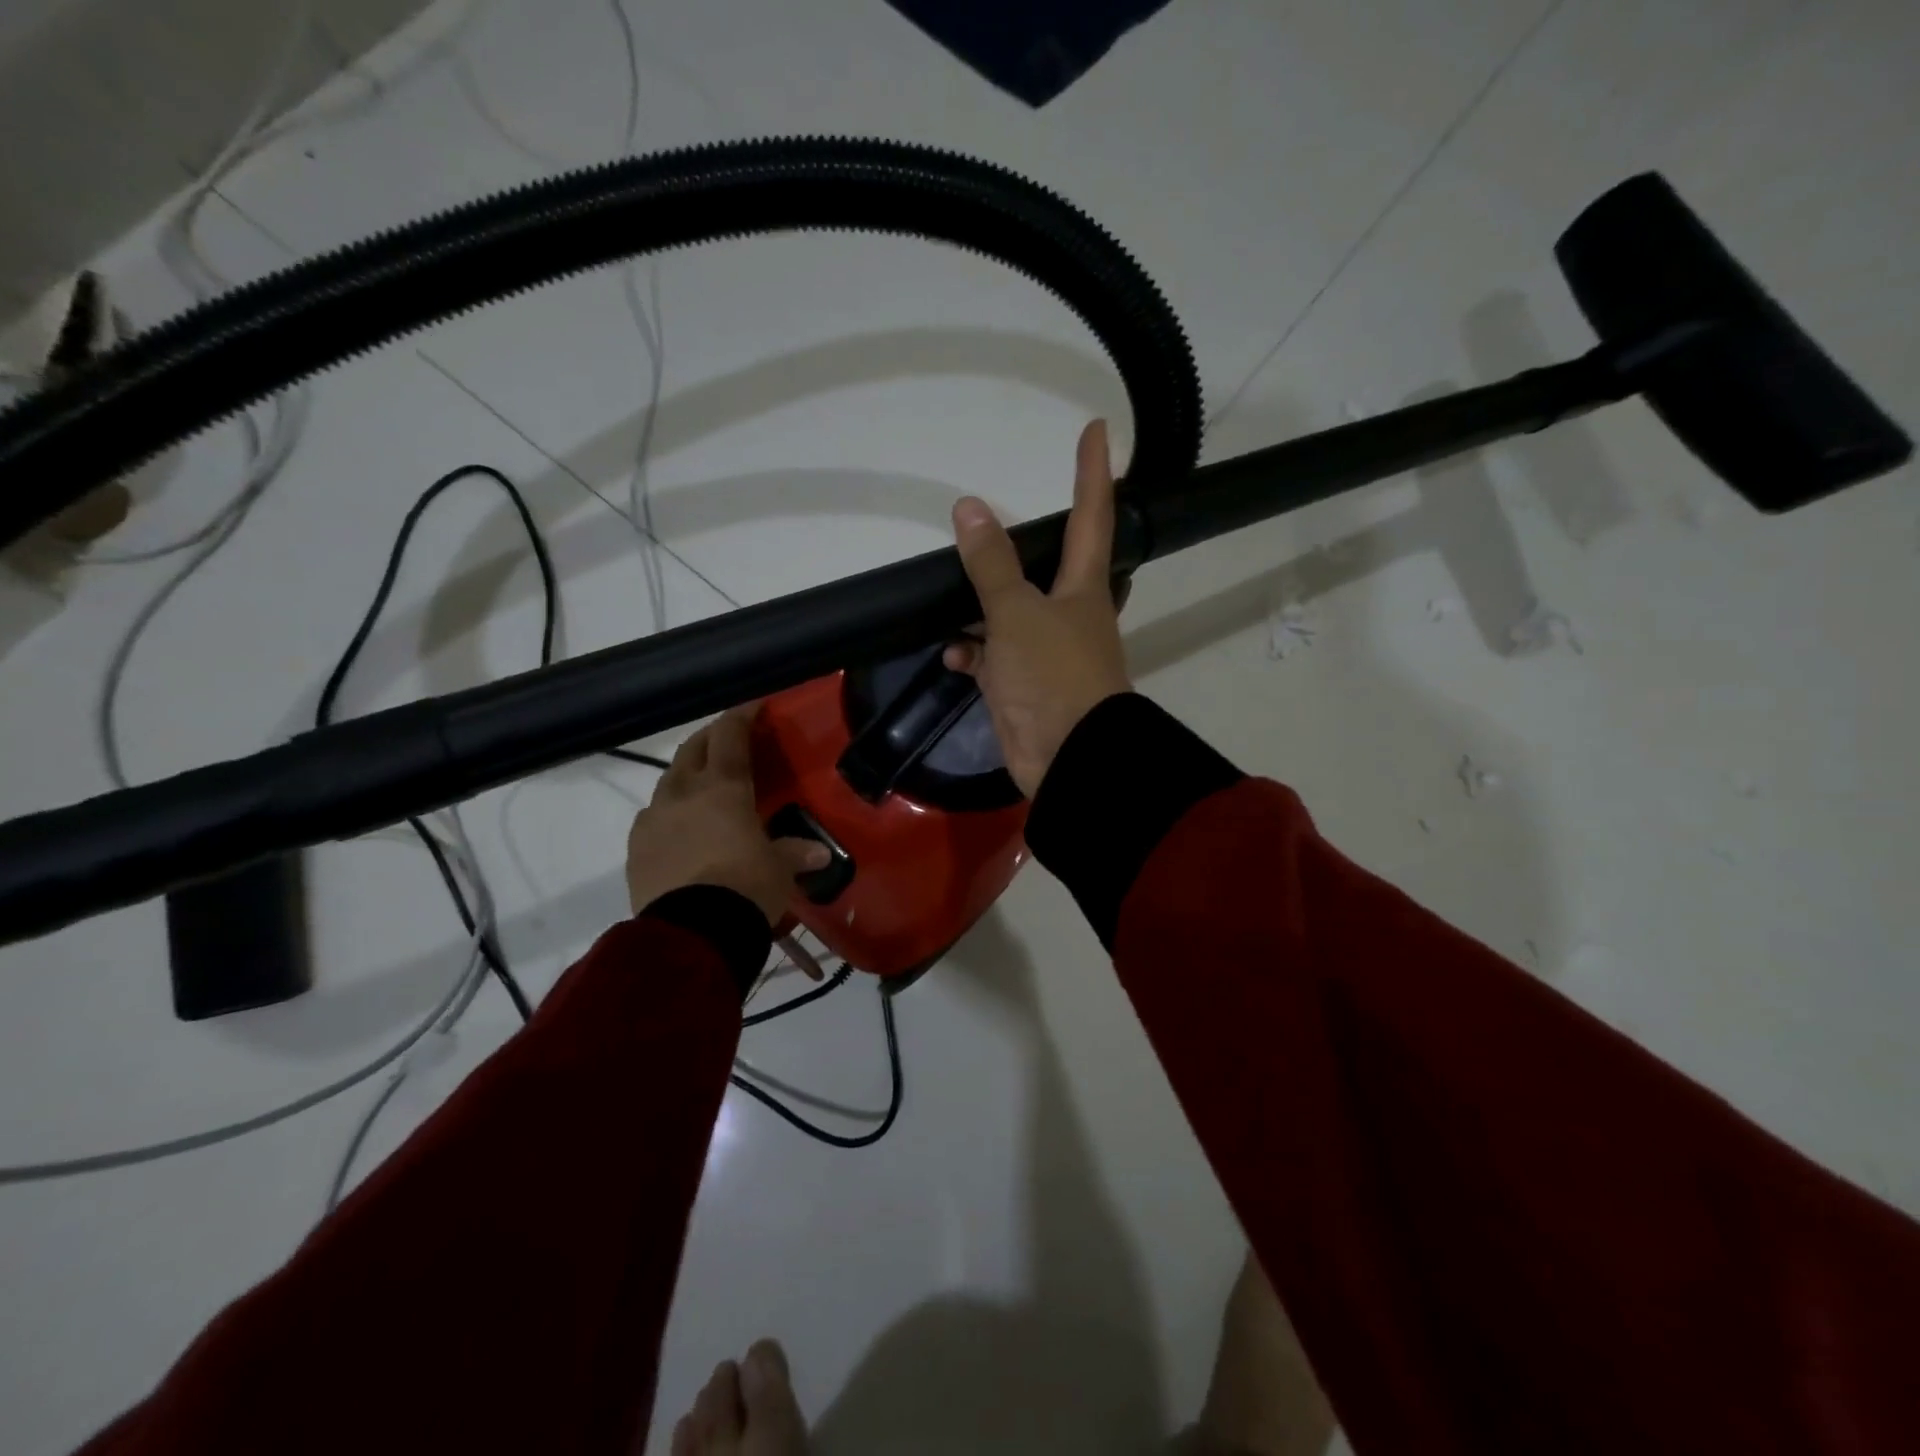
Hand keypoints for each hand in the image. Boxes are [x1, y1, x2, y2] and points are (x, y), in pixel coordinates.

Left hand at [626, 705, 828, 923]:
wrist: (692, 933)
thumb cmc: (746, 887)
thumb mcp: (779, 869)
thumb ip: (794, 854)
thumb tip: (818, 854)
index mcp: (723, 787)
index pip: (730, 735)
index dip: (742, 715)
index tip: (754, 704)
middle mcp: (683, 793)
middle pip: (692, 749)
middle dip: (711, 738)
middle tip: (729, 739)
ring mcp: (653, 819)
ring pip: (668, 780)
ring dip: (686, 774)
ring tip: (703, 784)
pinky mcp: (635, 849)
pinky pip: (652, 817)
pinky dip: (669, 811)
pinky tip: (680, 826)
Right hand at [943, 420, 1131, 796]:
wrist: (1068, 760)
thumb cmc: (1053, 676)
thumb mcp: (1017, 614)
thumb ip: (992, 565)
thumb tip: (969, 508)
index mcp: (1084, 587)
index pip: (1093, 515)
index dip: (1095, 471)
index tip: (1100, 428)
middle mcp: (1070, 614)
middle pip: (1049, 567)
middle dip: (1031, 546)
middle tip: (1005, 525)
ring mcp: (1046, 653)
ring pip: (1012, 614)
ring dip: (983, 606)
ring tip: (952, 594)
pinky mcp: (1024, 687)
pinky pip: (993, 658)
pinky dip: (972, 652)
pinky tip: (952, 653)